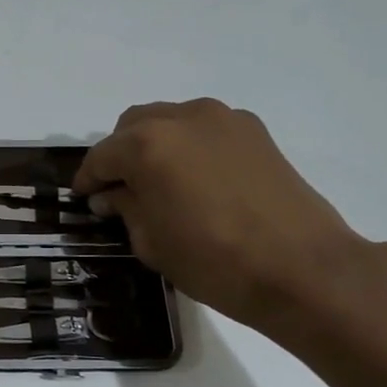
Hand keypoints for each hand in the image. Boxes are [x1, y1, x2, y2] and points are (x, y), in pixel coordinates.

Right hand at [73, 98, 367, 333]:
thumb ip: (125, 208)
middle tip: (118, 189)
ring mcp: (223, 119)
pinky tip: (195, 179)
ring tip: (157, 181)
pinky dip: (188, 146)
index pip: (102, 156)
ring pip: (170, 121)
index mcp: (147, 144)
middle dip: (119, 154)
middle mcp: (182, 118)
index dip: (88, 179)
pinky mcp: (254, 132)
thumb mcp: (151, 242)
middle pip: (133, 126)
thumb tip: (111, 195)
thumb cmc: (214, 261)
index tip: (83, 198)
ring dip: (154, 145)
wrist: (303, 268)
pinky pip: (204, 129)